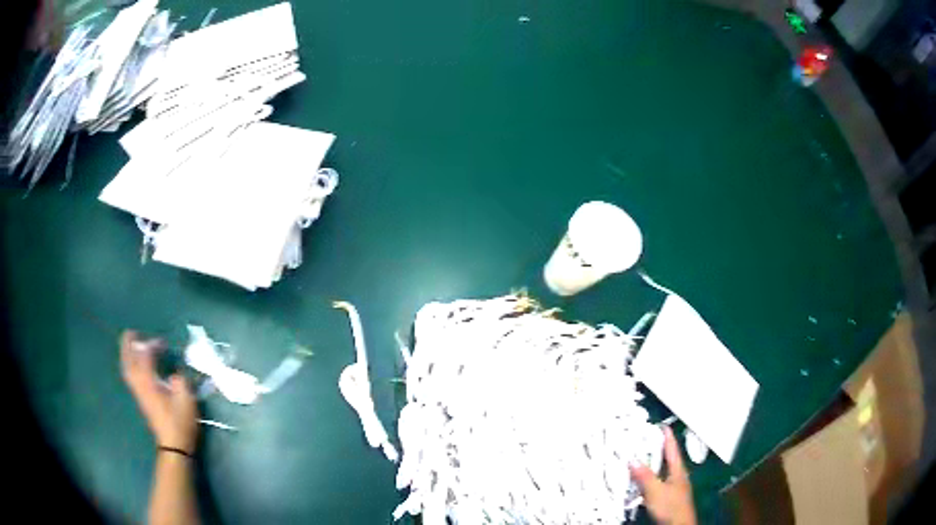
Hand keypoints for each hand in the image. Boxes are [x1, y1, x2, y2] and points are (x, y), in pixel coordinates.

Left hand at [120, 330, 197, 454]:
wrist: (173, 445)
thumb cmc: (180, 422)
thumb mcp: (186, 399)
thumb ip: (180, 381)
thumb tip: (174, 374)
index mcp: (149, 382)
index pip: (145, 355)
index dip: (153, 345)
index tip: (164, 344)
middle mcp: (140, 384)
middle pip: (128, 360)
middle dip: (128, 345)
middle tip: (132, 333)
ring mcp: (138, 392)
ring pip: (127, 368)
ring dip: (126, 354)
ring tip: (131, 345)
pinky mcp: (140, 398)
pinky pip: (129, 375)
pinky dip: (129, 365)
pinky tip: (135, 364)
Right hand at [630, 426, 696, 524]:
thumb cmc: (670, 506)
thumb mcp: (655, 490)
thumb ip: (645, 475)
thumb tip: (632, 459)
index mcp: (678, 470)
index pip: (672, 449)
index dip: (667, 436)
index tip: (661, 424)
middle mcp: (677, 476)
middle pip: (667, 460)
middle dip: (657, 450)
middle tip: (644, 440)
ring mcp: (673, 488)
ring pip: (661, 472)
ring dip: (651, 466)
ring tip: (639, 459)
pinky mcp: (667, 498)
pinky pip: (657, 482)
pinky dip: (649, 479)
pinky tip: (640, 482)